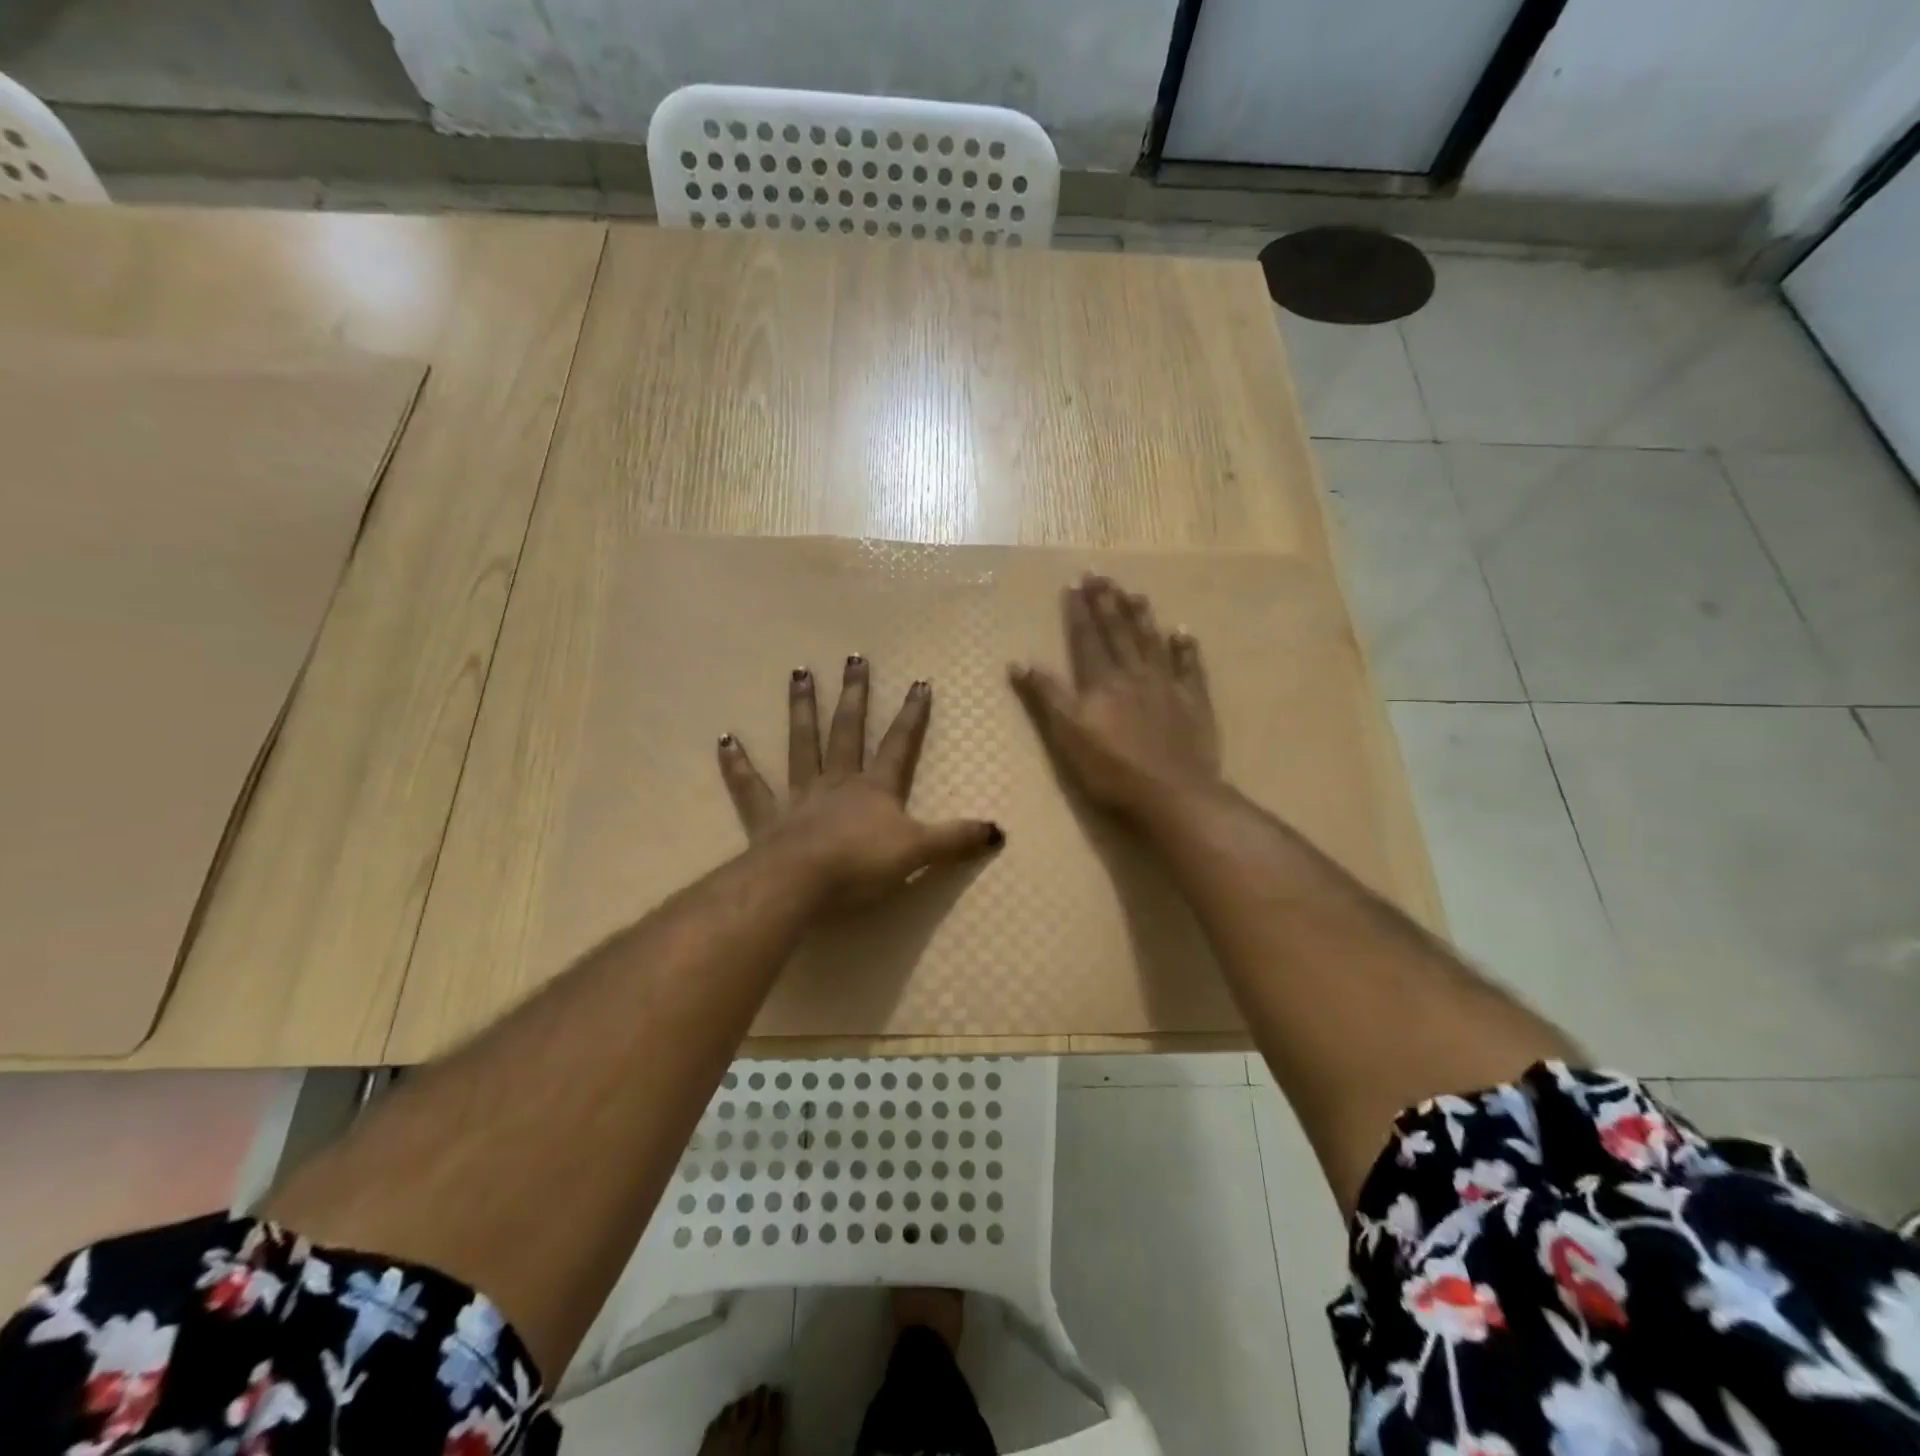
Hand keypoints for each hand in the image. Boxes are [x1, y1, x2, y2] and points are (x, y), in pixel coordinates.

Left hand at [717, 655, 1003, 903]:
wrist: (801, 882)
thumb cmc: (861, 865)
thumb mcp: (918, 852)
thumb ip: (955, 840)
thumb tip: (999, 832)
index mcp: (874, 789)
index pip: (899, 745)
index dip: (911, 716)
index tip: (918, 683)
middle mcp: (837, 782)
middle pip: (847, 731)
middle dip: (854, 695)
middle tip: (853, 658)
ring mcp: (800, 796)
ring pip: (801, 744)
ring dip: (802, 709)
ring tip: (799, 674)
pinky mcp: (766, 818)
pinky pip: (751, 787)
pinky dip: (738, 765)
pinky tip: (725, 740)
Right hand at [1010, 575, 1220, 822]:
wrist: (1172, 793)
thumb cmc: (1112, 771)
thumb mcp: (1067, 736)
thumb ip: (1046, 697)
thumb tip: (1019, 662)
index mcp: (1101, 683)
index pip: (1086, 640)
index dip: (1078, 613)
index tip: (1073, 584)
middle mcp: (1133, 675)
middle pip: (1118, 633)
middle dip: (1106, 603)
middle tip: (1100, 575)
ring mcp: (1167, 687)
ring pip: (1151, 643)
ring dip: (1141, 617)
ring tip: (1134, 592)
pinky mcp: (1193, 703)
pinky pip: (1190, 668)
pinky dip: (1186, 649)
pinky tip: (1183, 632)